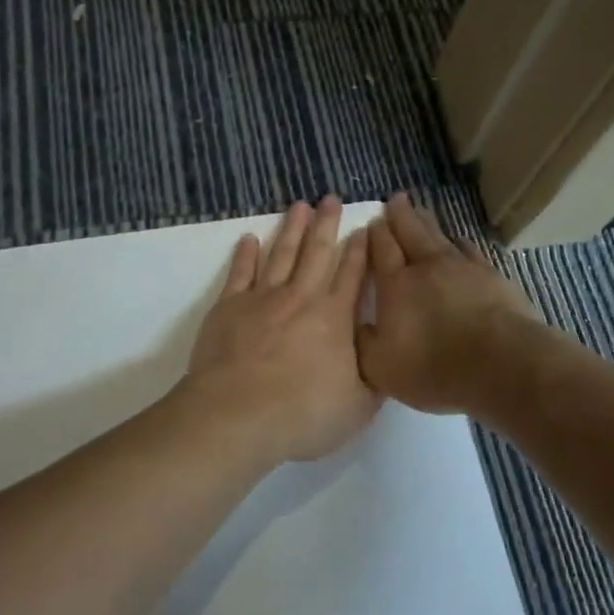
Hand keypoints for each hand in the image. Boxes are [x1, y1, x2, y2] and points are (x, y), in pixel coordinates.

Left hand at [183, 196, 380, 464]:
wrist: (236, 416)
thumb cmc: (303, 414)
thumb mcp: (359, 406)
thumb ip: (375, 377)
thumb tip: (384, 353)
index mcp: (335, 317)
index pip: (353, 274)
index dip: (361, 249)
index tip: (365, 227)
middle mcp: (302, 298)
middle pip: (317, 252)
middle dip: (326, 224)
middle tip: (330, 198)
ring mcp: (262, 298)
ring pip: (281, 253)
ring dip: (291, 228)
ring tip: (299, 205)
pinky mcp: (229, 307)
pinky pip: (240, 273)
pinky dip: (245, 254)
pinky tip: (250, 238)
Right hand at [356, 192, 541, 413]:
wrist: (499, 363)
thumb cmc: (432, 367)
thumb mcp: (380, 367)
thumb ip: (363, 343)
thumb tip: (357, 326)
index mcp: (396, 285)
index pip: (381, 249)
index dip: (375, 233)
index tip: (372, 220)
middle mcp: (426, 267)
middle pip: (410, 231)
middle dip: (400, 214)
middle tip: (395, 199)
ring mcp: (462, 268)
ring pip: (439, 235)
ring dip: (427, 221)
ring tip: (420, 210)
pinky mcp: (490, 276)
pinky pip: (470, 250)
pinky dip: (460, 242)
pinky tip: (460, 241)